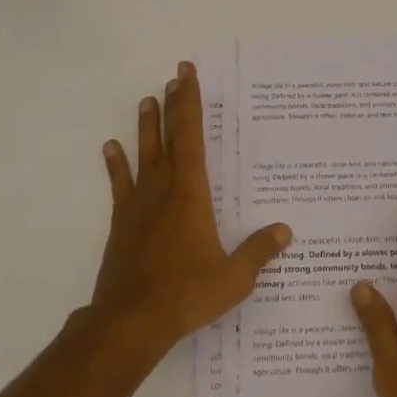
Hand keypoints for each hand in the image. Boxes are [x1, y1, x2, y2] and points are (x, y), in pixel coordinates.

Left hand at [89, 62, 292, 354]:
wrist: (130, 321)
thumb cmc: (186, 294)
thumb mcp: (233, 277)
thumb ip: (259, 252)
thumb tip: (285, 231)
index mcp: (191, 193)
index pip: (191, 137)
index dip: (189, 103)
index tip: (186, 75)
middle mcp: (164, 189)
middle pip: (169, 137)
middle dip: (173, 105)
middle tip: (174, 76)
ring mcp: (139, 204)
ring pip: (144, 154)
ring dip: (146, 126)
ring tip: (147, 100)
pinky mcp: (122, 222)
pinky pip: (120, 184)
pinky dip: (116, 164)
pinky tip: (111, 147)